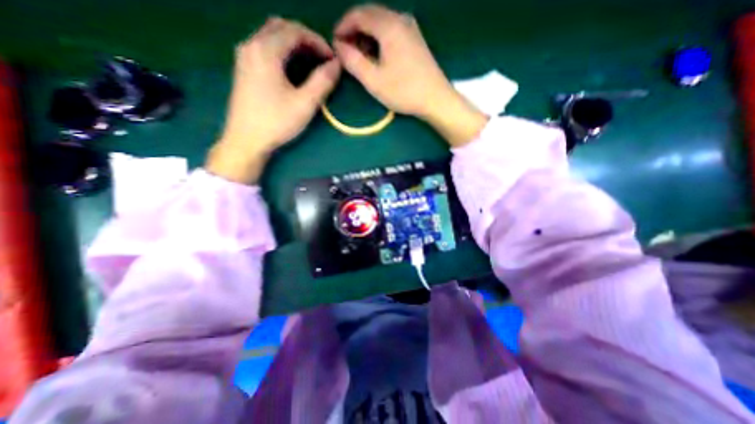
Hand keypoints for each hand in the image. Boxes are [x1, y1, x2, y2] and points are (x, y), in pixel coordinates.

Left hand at [206, 17, 336, 181]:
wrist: (246, 140)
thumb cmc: (276, 122)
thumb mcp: (305, 104)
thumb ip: (322, 81)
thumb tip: (336, 65)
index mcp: (265, 50)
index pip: (295, 31)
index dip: (318, 42)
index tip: (332, 59)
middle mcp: (251, 45)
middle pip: (281, 27)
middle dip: (306, 39)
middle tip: (323, 59)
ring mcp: (244, 56)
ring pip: (272, 36)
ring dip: (294, 44)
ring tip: (311, 63)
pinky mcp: (244, 68)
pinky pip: (265, 47)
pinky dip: (283, 51)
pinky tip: (292, 69)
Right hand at [334, 3, 486, 146]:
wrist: (436, 99)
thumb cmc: (404, 91)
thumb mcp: (374, 80)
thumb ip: (353, 61)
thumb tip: (339, 47)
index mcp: (389, 26)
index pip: (359, 14)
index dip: (343, 26)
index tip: (334, 43)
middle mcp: (400, 19)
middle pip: (370, 15)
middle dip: (354, 30)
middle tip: (345, 50)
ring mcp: (411, 28)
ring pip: (381, 23)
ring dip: (366, 35)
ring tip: (359, 56)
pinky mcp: (416, 39)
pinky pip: (392, 31)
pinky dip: (379, 39)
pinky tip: (377, 55)